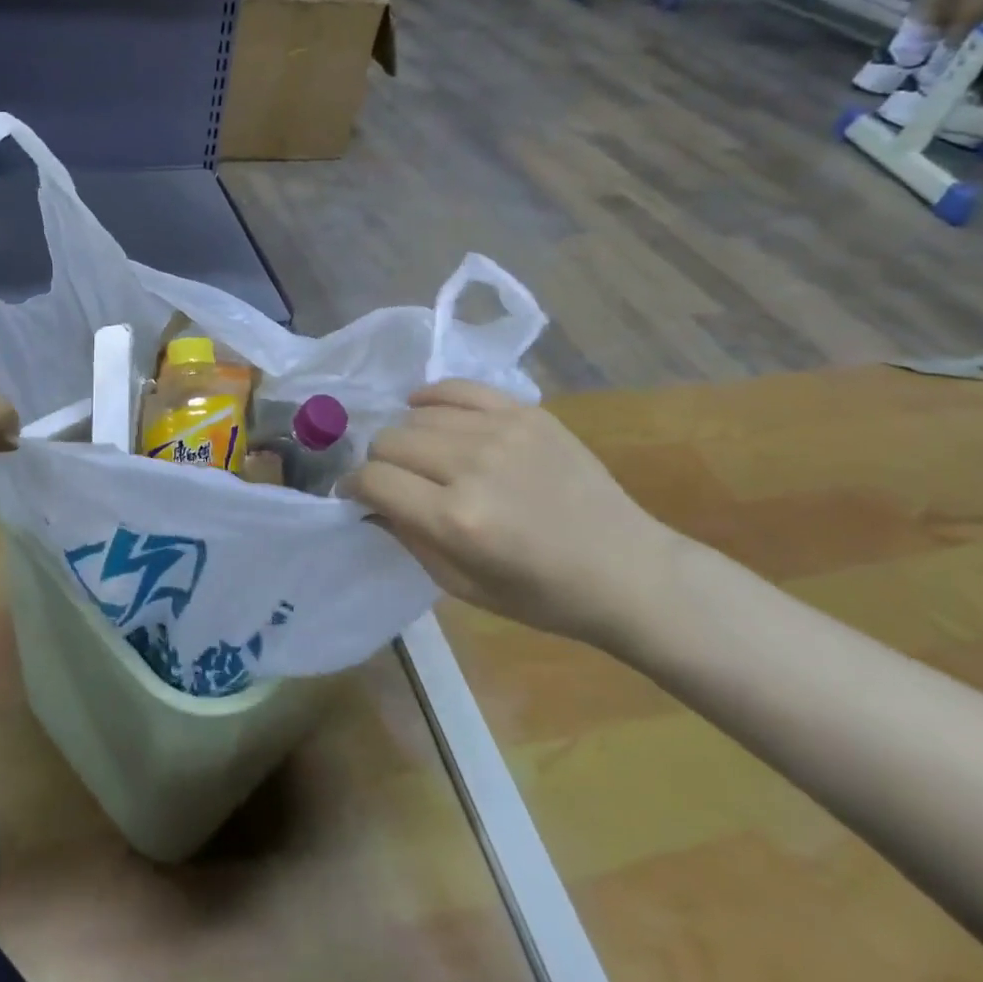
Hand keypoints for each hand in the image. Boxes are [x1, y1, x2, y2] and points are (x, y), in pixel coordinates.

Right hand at [344, 380, 680, 643]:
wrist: (629, 570)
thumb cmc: (543, 595)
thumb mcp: (464, 586)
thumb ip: (408, 538)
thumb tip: (369, 502)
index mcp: (457, 519)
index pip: (375, 479)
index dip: (353, 486)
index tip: (354, 493)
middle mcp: (473, 466)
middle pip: (390, 439)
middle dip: (379, 461)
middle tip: (393, 479)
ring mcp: (501, 431)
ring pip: (417, 413)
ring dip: (408, 435)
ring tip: (421, 454)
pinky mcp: (526, 412)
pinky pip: (458, 387)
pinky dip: (433, 397)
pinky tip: (427, 409)